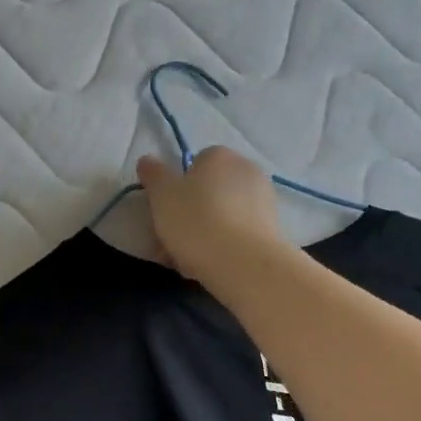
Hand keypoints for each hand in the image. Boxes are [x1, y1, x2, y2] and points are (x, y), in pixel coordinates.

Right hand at [136, 146, 286, 285]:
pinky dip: (224, 245)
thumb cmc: (196, 221)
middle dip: (191, 212)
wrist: (243, 262)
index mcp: (219, 156)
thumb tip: (147, 160)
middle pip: (209, 190)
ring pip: (223, 214)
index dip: (177, 187)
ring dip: (206, 231)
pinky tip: (209, 265)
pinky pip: (238, 233)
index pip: (194, 164)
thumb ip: (153, 175)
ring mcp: (264, 199)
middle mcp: (246, 169)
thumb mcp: (161, 195)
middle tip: (172, 239)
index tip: (165, 212)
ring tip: (187, 259)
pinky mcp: (273, 228)